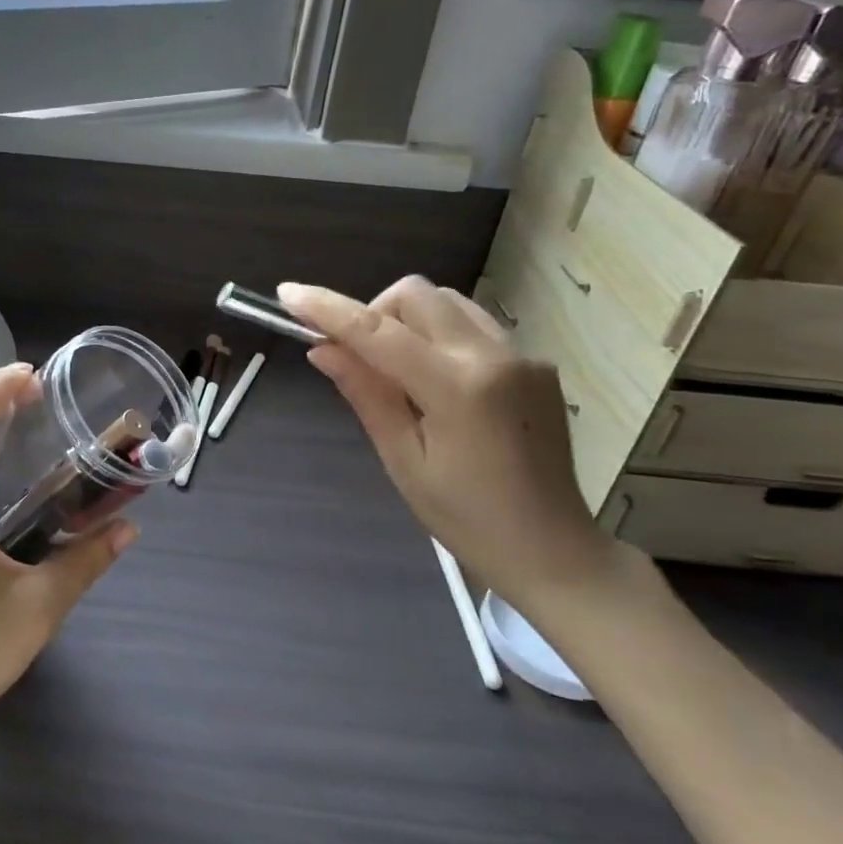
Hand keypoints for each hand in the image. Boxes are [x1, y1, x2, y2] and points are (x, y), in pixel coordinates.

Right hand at [280, 277, 631, 614]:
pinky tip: (439, 383)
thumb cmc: (467, 519)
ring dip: (408, 320)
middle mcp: (493, 356)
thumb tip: (323, 348)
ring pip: (447, 302)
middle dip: (375, 312)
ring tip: (399, 373)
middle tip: (358, 358)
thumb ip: (366, 394)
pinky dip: (440, 336)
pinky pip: (473, 326)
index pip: (378, 331)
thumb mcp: (403, 460)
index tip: (288, 293)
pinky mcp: (536, 363)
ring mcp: (521, 355)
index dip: (328, 308)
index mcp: (457, 388)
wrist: (555, 550)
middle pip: (416, 295)